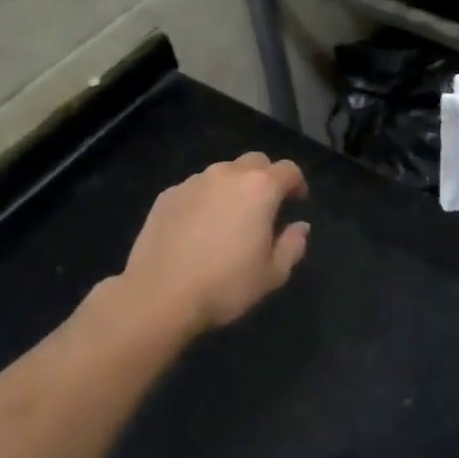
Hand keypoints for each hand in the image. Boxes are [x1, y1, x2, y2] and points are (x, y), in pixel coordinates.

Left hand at [121, 153, 310, 333]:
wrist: (159, 295)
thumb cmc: (225, 285)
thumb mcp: (272, 274)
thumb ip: (293, 245)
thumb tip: (300, 227)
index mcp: (260, 188)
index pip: (288, 170)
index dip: (297, 183)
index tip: (297, 202)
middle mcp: (227, 175)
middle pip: (255, 162)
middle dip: (266, 178)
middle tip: (265, 207)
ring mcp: (193, 182)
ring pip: (223, 173)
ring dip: (233, 187)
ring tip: (229, 217)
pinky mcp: (167, 195)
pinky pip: (195, 188)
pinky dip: (205, 199)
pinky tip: (199, 228)